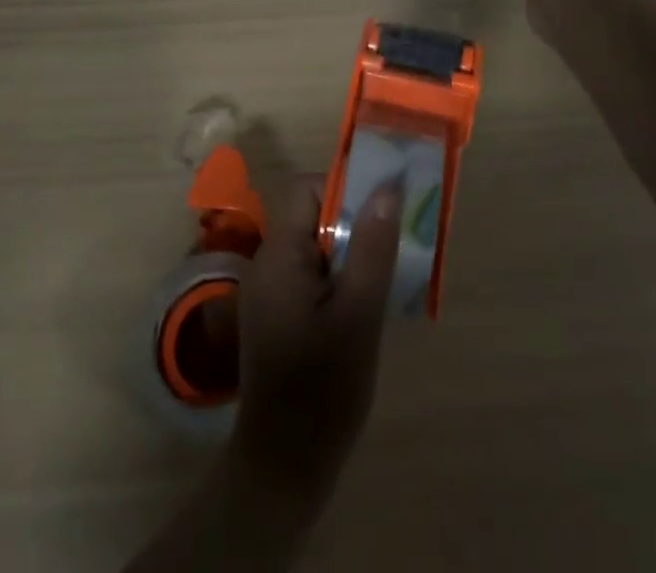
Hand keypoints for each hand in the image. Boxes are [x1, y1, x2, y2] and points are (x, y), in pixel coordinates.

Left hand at [231, 175, 403, 498]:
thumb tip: (386, 187)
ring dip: (348, 254)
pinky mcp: (276, 317)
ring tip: (382, 284)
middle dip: (352, 225)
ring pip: (313, 248)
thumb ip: (371, 248)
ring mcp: (268, 292)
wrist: (284, 469)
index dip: (341, 190)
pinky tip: (362, 313)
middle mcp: (266, 263)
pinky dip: (337, 280)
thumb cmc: (323, 389)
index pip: (304, 189)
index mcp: (278, 255)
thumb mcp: (359, 315)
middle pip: (310, 216)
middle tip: (389, 252)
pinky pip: (309, 276)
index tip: (377, 217)